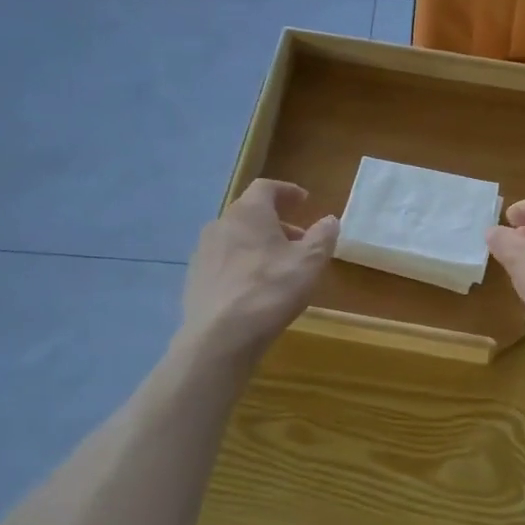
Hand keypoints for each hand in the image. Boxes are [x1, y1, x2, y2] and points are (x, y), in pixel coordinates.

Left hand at [181, 180, 336, 360]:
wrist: (220, 336)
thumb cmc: (271, 290)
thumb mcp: (310, 262)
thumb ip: (322, 236)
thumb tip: (330, 219)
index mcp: (248, 212)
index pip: (266, 188)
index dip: (287, 192)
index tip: (304, 201)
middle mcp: (220, 224)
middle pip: (250, 213)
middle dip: (276, 222)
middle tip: (299, 240)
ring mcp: (203, 251)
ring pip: (236, 238)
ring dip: (258, 244)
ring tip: (279, 266)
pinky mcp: (194, 278)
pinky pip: (223, 261)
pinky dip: (242, 265)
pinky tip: (254, 288)